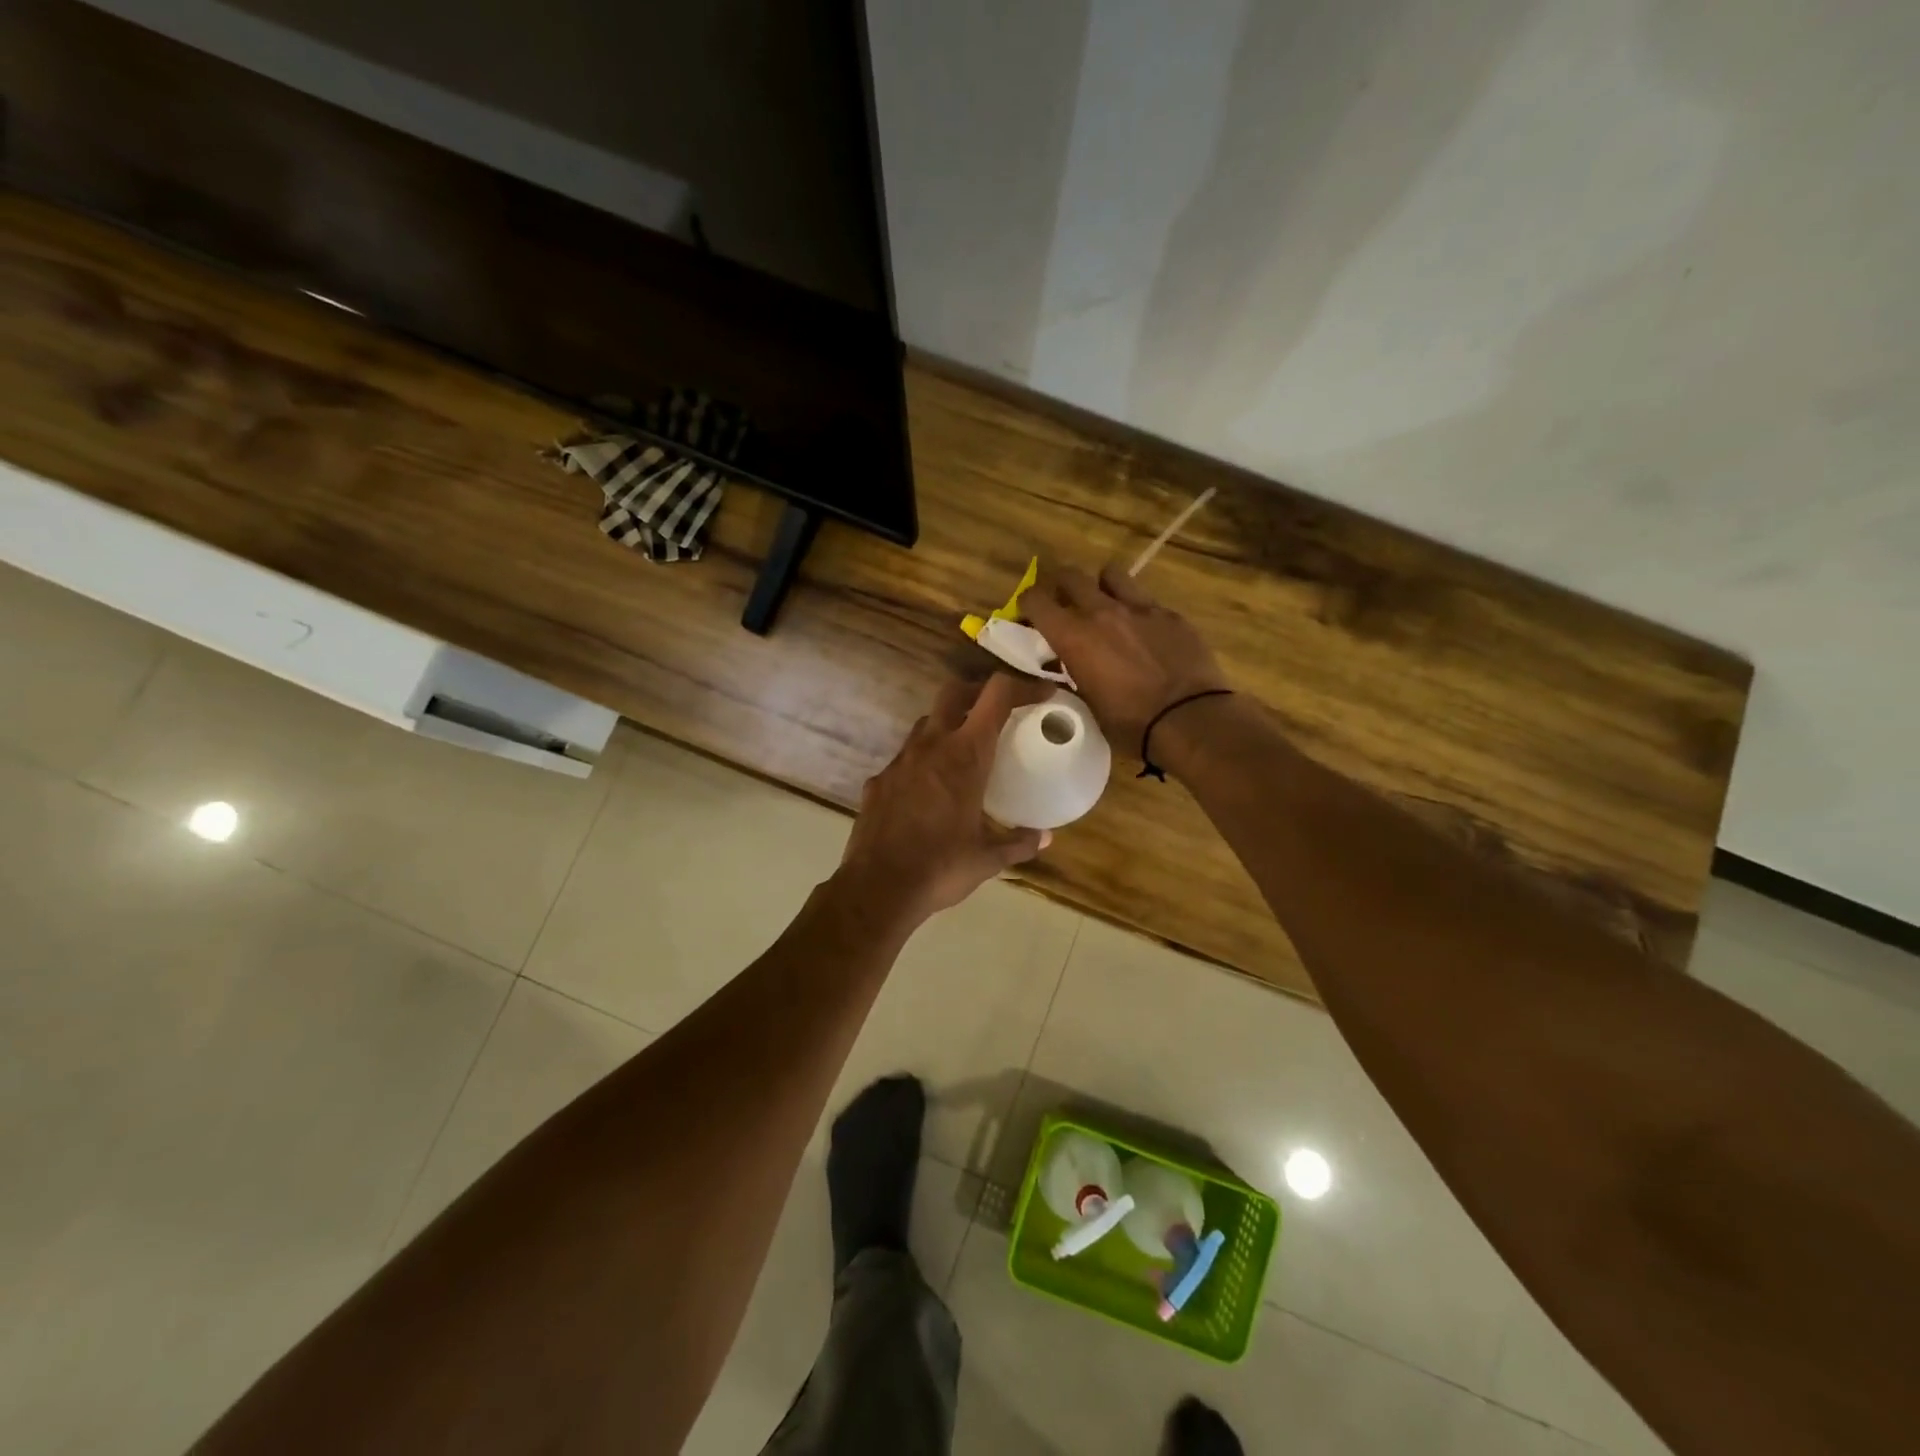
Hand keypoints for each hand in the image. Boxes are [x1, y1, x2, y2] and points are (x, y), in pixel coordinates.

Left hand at [835, 673, 1053, 926]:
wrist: (878, 888)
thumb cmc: (941, 868)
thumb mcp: (988, 858)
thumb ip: (1019, 843)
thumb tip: (1045, 838)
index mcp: (965, 755)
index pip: (996, 696)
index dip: (1022, 686)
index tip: (1042, 694)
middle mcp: (931, 745)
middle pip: (955, 692)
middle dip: (979, 691)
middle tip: (999, 710)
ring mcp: (900, 760)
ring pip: (926, 722)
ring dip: (949, 724)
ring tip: (965, 749)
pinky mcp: (879, 780)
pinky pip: (905, 757)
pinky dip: (924, 761)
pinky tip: (930, 789)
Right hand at [1022, 562, 1229, 748]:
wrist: (1190, 719)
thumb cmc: (1132, 724)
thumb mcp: (1088, 705)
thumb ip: (1073, 676)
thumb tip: (1067, 664)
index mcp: (1074, 636)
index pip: (1037, 599)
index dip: (1028, 604)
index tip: (1029, 615)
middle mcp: (1102, 612)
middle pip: (1071, 576)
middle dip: (1060, 587)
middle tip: (1063, 605)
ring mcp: (1140, 608)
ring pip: (1111, 574)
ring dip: (1101, 586)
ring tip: (1105, 605)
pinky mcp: (1170, 614)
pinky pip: (1145, 598)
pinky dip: (1136, 609)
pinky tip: (1143, 631)